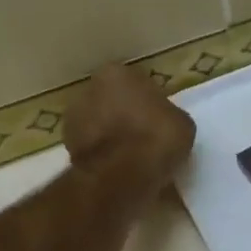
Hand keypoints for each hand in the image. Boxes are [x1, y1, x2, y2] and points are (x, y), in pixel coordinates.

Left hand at [63, 63, 195, 195]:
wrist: (122, 176)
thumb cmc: (156, 137)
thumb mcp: (182, 122)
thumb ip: (168, 115)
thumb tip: (164, 122)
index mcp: (116, 74)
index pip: (134, 81)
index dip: (146, 99)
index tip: (157, 117)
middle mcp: (88, 90)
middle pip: (110, 100)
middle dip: (123, 114)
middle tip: (145, 134)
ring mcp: (73, 120)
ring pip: (98, 124)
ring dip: (111, 135)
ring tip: (134, 156)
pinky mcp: (67, 149)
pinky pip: (93, 147)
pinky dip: (103, 155)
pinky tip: (121, 168)